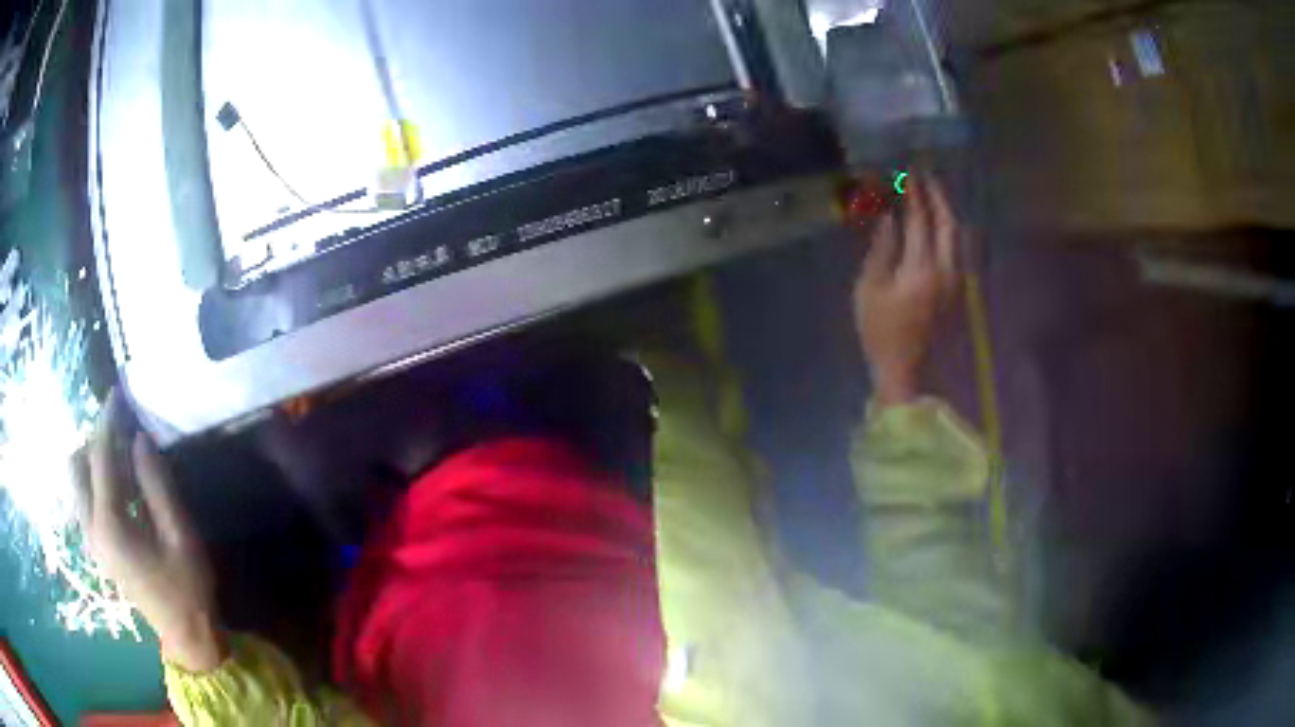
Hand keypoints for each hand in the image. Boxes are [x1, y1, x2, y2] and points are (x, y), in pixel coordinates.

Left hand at [73, 391, 224, 671]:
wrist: (186, 637)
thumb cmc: (187, 587)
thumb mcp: (180, 535)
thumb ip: (157, 485)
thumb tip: (139, 438)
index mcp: (109, 526)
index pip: (99, 458)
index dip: (107, 422)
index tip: (117, 393)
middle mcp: (91, 530)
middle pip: (76, 467)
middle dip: (93, 441)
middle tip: (120, 432)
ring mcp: (91, 542)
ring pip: (77, 483)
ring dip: (93, 461)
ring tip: (121, 456)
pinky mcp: (97, 549)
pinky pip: (84, 500)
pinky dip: (95, 482)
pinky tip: (120, 486)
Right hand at [853, 174, 960, 407]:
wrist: (907, 370)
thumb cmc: (881, 332)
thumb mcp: (869, 289)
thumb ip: (882, 249)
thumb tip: (890, 218)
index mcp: (921, 268)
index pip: (920, 221)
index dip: (915, 195)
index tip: (909, 173)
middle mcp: (946, 270)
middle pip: (947, 224)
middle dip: (938, 197)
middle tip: (927, 176)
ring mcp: (957, 282)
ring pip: (958, 237)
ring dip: (948, 212)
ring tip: (937, 196)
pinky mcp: (959, 292)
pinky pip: (959, 251)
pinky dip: (951, 232)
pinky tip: (944, 226)